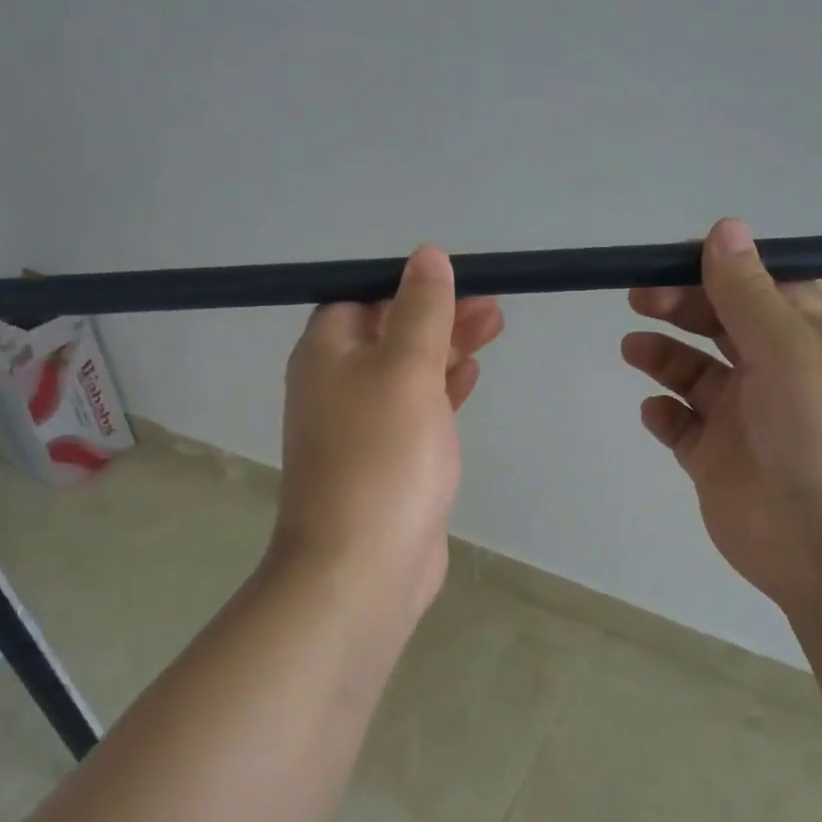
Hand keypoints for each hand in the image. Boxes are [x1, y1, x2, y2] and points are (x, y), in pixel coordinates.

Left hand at [272, 246, 502, 627]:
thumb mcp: (406, 369)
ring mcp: (360, 427)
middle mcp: (335, 385)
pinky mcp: (386, 462)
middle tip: (494, 309)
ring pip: (407, 372)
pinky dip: (441, 390)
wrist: (362, 566)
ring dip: (447, 349)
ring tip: (495, 330)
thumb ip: (421, 311)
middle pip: (390, 333)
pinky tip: (470, 378)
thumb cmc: (383, 456)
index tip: (458, 282)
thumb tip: (426, 255)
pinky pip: (415, 411)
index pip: (362, 298)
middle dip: (439, 316)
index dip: (408, 286)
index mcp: (326, 354)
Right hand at [622, 218, 821, 610]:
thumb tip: (725, 227)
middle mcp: (777, 375)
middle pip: (722, 327)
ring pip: (696, 376)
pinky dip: (665, 415)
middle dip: (682, 307)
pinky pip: (683, 429)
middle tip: (640, 299)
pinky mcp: (718, 465)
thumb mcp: (792, 351)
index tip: (673, 261)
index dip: (720, 271)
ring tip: (633, 348)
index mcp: (809, 341)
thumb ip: (749, 294)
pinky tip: (655, 412)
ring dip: (664, 357)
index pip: (762, 289)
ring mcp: (746, 422)